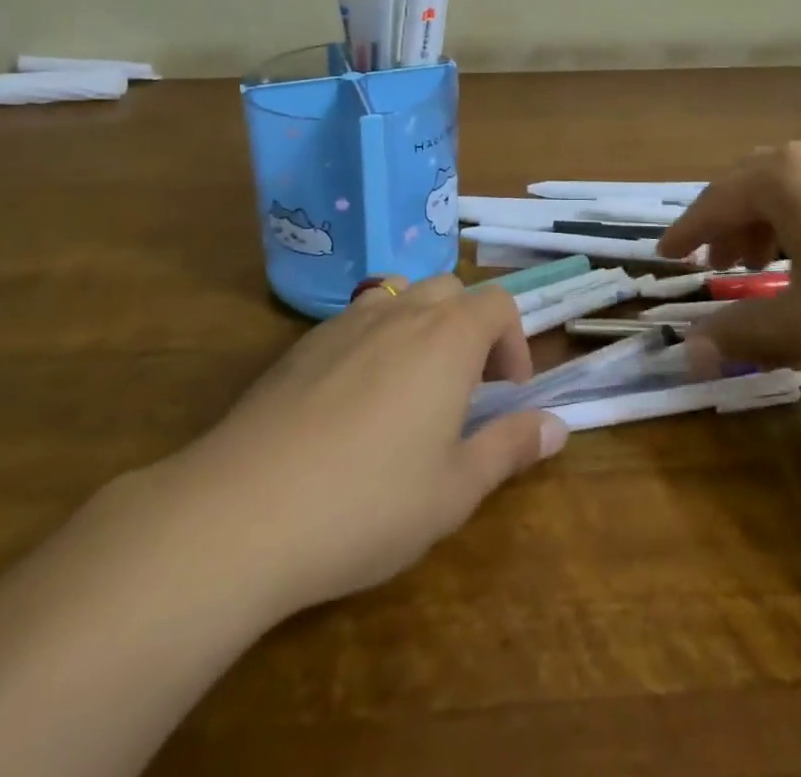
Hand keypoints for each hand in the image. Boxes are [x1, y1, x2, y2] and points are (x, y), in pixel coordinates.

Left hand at [165, 275, 567, 617]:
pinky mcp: (303, 344)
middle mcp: (400, 312)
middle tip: (466, 390)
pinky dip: (375, 342)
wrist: (244, 509)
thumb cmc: (368, 502)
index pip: (498, 304)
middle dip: (470, 329)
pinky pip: (356, 321)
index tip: (507, 395)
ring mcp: (346, 322)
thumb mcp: (454, 490)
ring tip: (412, 392)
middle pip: (450, 292)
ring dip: (422, 330)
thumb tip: (557, 427)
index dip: (514, 343)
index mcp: (447, 338)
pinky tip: (353, 405)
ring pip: (401, 298)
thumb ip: (510, 449)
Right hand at [657, 142, 800, 386]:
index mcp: (785, 178)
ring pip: (793, 185)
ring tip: (767, 265)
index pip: (714, 201)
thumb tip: (686, 354)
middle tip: (718, 265)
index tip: (664, 257)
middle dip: (726, 223)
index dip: (686, 233)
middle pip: (751, 182)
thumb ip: (742, 334)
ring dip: (767, 221)